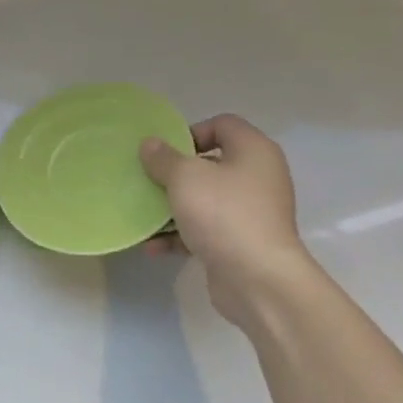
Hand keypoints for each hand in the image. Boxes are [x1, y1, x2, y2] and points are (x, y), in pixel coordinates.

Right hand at [139, 114, 314, 328]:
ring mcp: (250, 211)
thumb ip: (164, 158)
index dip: (190, 132)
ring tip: (144, 215)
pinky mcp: (240, 241)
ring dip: (172, 207)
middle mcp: (257, 176)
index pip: (222, 124)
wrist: (257, 278)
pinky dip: (180, 235)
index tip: (164, 153)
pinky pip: (204, 229)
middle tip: (148, 181)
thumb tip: (150, 144)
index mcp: (253, 151)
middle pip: (210, 163)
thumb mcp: (185, 178)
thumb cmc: (223, 214)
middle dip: (175, 173)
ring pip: (204, 199)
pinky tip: (153, 246)